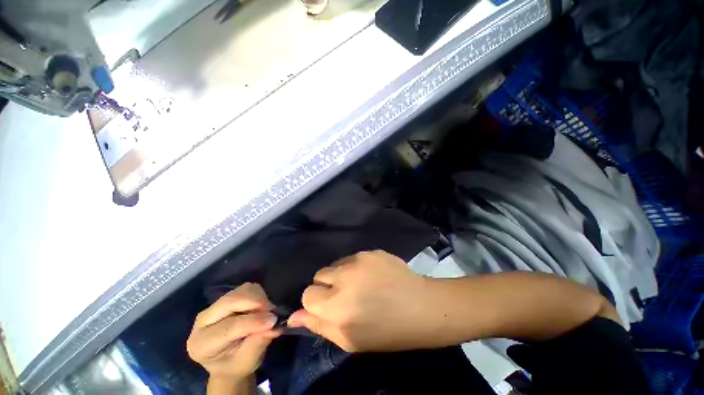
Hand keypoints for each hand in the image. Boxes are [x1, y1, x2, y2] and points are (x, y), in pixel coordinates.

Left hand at [187, 283, 279, 378]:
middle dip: (255, 302)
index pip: (229, 327)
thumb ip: (258, 343)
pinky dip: (258, 294)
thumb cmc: (236, 365)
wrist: (229, 361)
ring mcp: (213, 307)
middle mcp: (202, 321)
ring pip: (239, 291)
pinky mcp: (226, 298)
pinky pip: (245, 288)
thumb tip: (274, 327)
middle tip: (271, 310)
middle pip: (230, 301)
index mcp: (202, 344)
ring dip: (258, 297)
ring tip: (266, 311)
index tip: (273, 321)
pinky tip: (260, 307)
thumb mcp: (247, 362)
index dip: (253, 321)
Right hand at [287, 250, 441, 351]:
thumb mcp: (350, 340)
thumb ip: (319, 326)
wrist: (420, 307)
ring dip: (342, 274)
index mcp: (336, 305)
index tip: (329, 306)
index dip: (316, 301)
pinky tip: (373, 275)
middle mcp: (344, 278)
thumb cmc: (386, 331)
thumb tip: (294, 316)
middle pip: (319, 274)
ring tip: (361, 283)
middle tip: (345, 294)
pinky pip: (354, 257)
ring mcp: (359, 260)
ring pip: (336, 264)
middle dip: (327, 285)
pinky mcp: (371, 251)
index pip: (308, 293)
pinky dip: (357, 266)